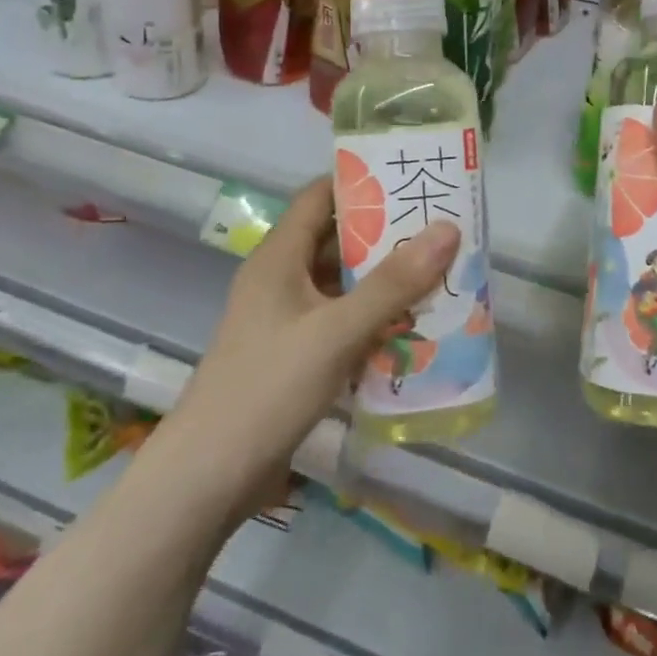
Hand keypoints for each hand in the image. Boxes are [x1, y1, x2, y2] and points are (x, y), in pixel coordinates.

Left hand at [165, 177, 458, 507]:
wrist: (208, 477)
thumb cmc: (268, 388)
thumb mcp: (337, 331)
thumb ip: (393, 283)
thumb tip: (448, 229)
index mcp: (279, 257)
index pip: (319, 196)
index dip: (361, 181)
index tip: (411, 177)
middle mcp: (281, 280)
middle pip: (336, 240)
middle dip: (387, 235)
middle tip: (440, 229)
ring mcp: (286, 320)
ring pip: (342, 284)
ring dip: (385, 281)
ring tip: (439, 274)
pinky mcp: (294, 356)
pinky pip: (341, 321)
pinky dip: (373, 319)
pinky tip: (413, 328)